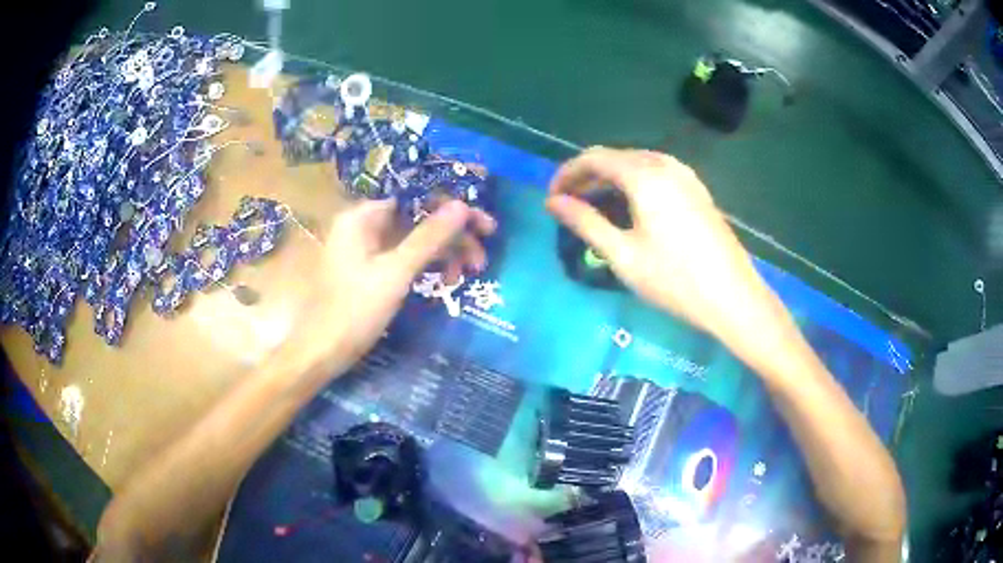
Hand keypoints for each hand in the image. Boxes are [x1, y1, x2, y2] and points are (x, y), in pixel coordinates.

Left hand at [315, 198, 495, 362]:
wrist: (323, 352)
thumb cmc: (355, 310)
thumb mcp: (396, 273)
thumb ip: (429, 237)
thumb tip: (462, 205)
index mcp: (363, 216)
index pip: (417, 197)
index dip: (453, 208)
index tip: (484, 226)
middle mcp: (364, 224)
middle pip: (419, 218)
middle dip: (452, 236)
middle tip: (481, 256)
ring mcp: (367, 248)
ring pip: (415, 240)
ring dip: (444, 254)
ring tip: (468, 275)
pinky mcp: (372, 269)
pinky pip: (405, 258)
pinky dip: (427, 267)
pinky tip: (446, 283)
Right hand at [545, 147, 772, 340]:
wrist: (733, 297)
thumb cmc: (674, 280)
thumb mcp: (622, 254)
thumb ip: (585, 222)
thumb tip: (553, 203)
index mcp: (644, 175)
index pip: (593, 158)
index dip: (567, 174)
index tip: (552, 199)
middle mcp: (665, 164)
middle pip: (615, 157)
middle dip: (587, 176)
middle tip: (569, 205)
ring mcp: (685, 175)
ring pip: (636, 164)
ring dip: (610, 180)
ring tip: (595, 207)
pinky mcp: (697, 189)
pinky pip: (656, 174)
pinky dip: (633, 184)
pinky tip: (630, 208)